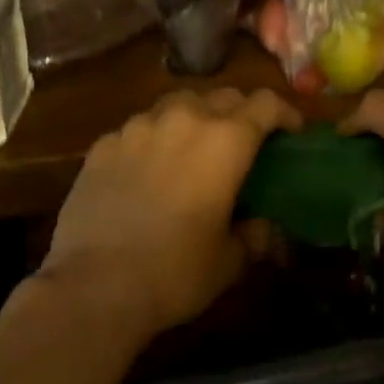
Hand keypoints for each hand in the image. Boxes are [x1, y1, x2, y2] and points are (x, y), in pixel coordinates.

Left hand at [42, 87, 299, 337]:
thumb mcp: (228, 262)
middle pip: (224, 96)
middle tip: (243, 143)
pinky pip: (139, 127)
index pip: (266, 104)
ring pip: (179, 103)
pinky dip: (153, 139)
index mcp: (225, 141)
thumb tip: (263, 227)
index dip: (285, 113)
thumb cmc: (173, 273)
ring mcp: (140, 126)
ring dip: (195, 118)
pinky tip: (146, 170)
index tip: (291, 132)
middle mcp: (185, 119)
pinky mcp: (105, 143)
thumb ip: (253, 236)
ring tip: (192, 148)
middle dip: (241, 113)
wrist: (92, 288)